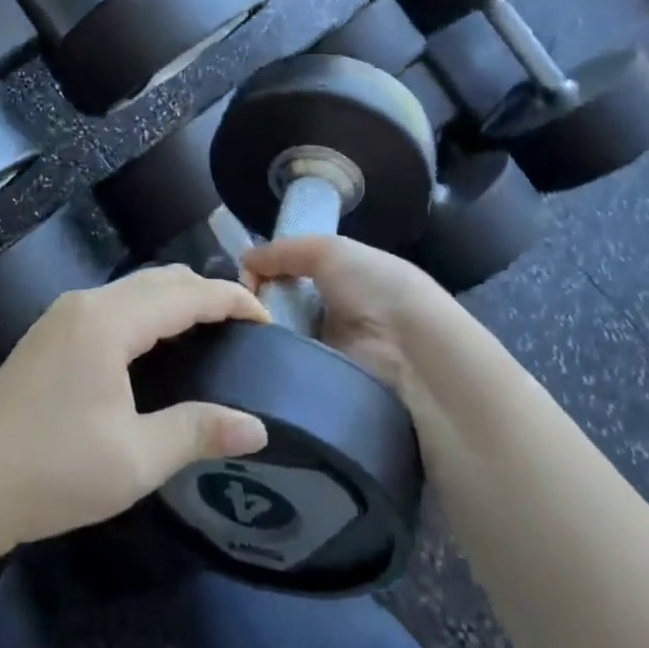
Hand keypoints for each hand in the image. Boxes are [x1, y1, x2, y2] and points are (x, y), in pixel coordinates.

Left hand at [0, 265, 270, 564]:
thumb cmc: (51, 472)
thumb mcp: (134, 459)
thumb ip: (197, 431)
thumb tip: (257, 428)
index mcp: (109, 322)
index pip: (185, 294)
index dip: (231, 299)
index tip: (268, 318)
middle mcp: (86, 303)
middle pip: (160, 280)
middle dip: (206, 293)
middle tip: (244, 326)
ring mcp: (62, 316)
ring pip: (134, 289)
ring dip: (175, 300)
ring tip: (211, 332)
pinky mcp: (49, 334)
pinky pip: (113, 304)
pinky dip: (148, 311)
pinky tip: (158, 345)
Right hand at [243, 234, 463, 395]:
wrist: (415, 359)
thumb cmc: (377, 291)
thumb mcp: (330, 250)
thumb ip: (284, 251)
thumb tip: (244, 260)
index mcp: (349, 282)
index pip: (295, 275)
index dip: (267, 273)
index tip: (243, 280)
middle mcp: (341, 318)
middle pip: (284, 309)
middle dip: (258, 308)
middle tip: (233, 312)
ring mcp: (336, 359)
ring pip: (282, 345)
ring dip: (262, 340)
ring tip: (237, 339)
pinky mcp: (330, 396)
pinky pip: (290, 380)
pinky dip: (273, 373)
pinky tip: (253, 366)